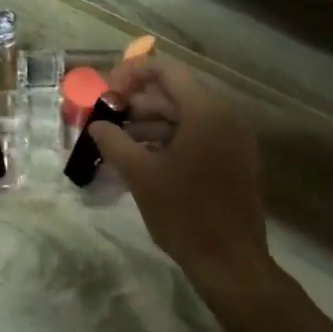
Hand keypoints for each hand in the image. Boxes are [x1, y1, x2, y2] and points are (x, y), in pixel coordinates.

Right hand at [89, 57, 273, 292]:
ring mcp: (235, 138)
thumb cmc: (184, 214)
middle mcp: (226, 115)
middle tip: (106, 122)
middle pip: (175, 93)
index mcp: (206, 110)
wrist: (231, 262)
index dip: (130, 75)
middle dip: (137, 104)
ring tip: (118, 144)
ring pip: (186, 117)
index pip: (165, 69)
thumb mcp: (140, 175)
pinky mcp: (236, 159)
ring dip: (151, 125)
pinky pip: (199, 136)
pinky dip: (171, 141)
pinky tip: (144, 160)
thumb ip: (114, 141)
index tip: (105, 94)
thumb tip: (97, 125)